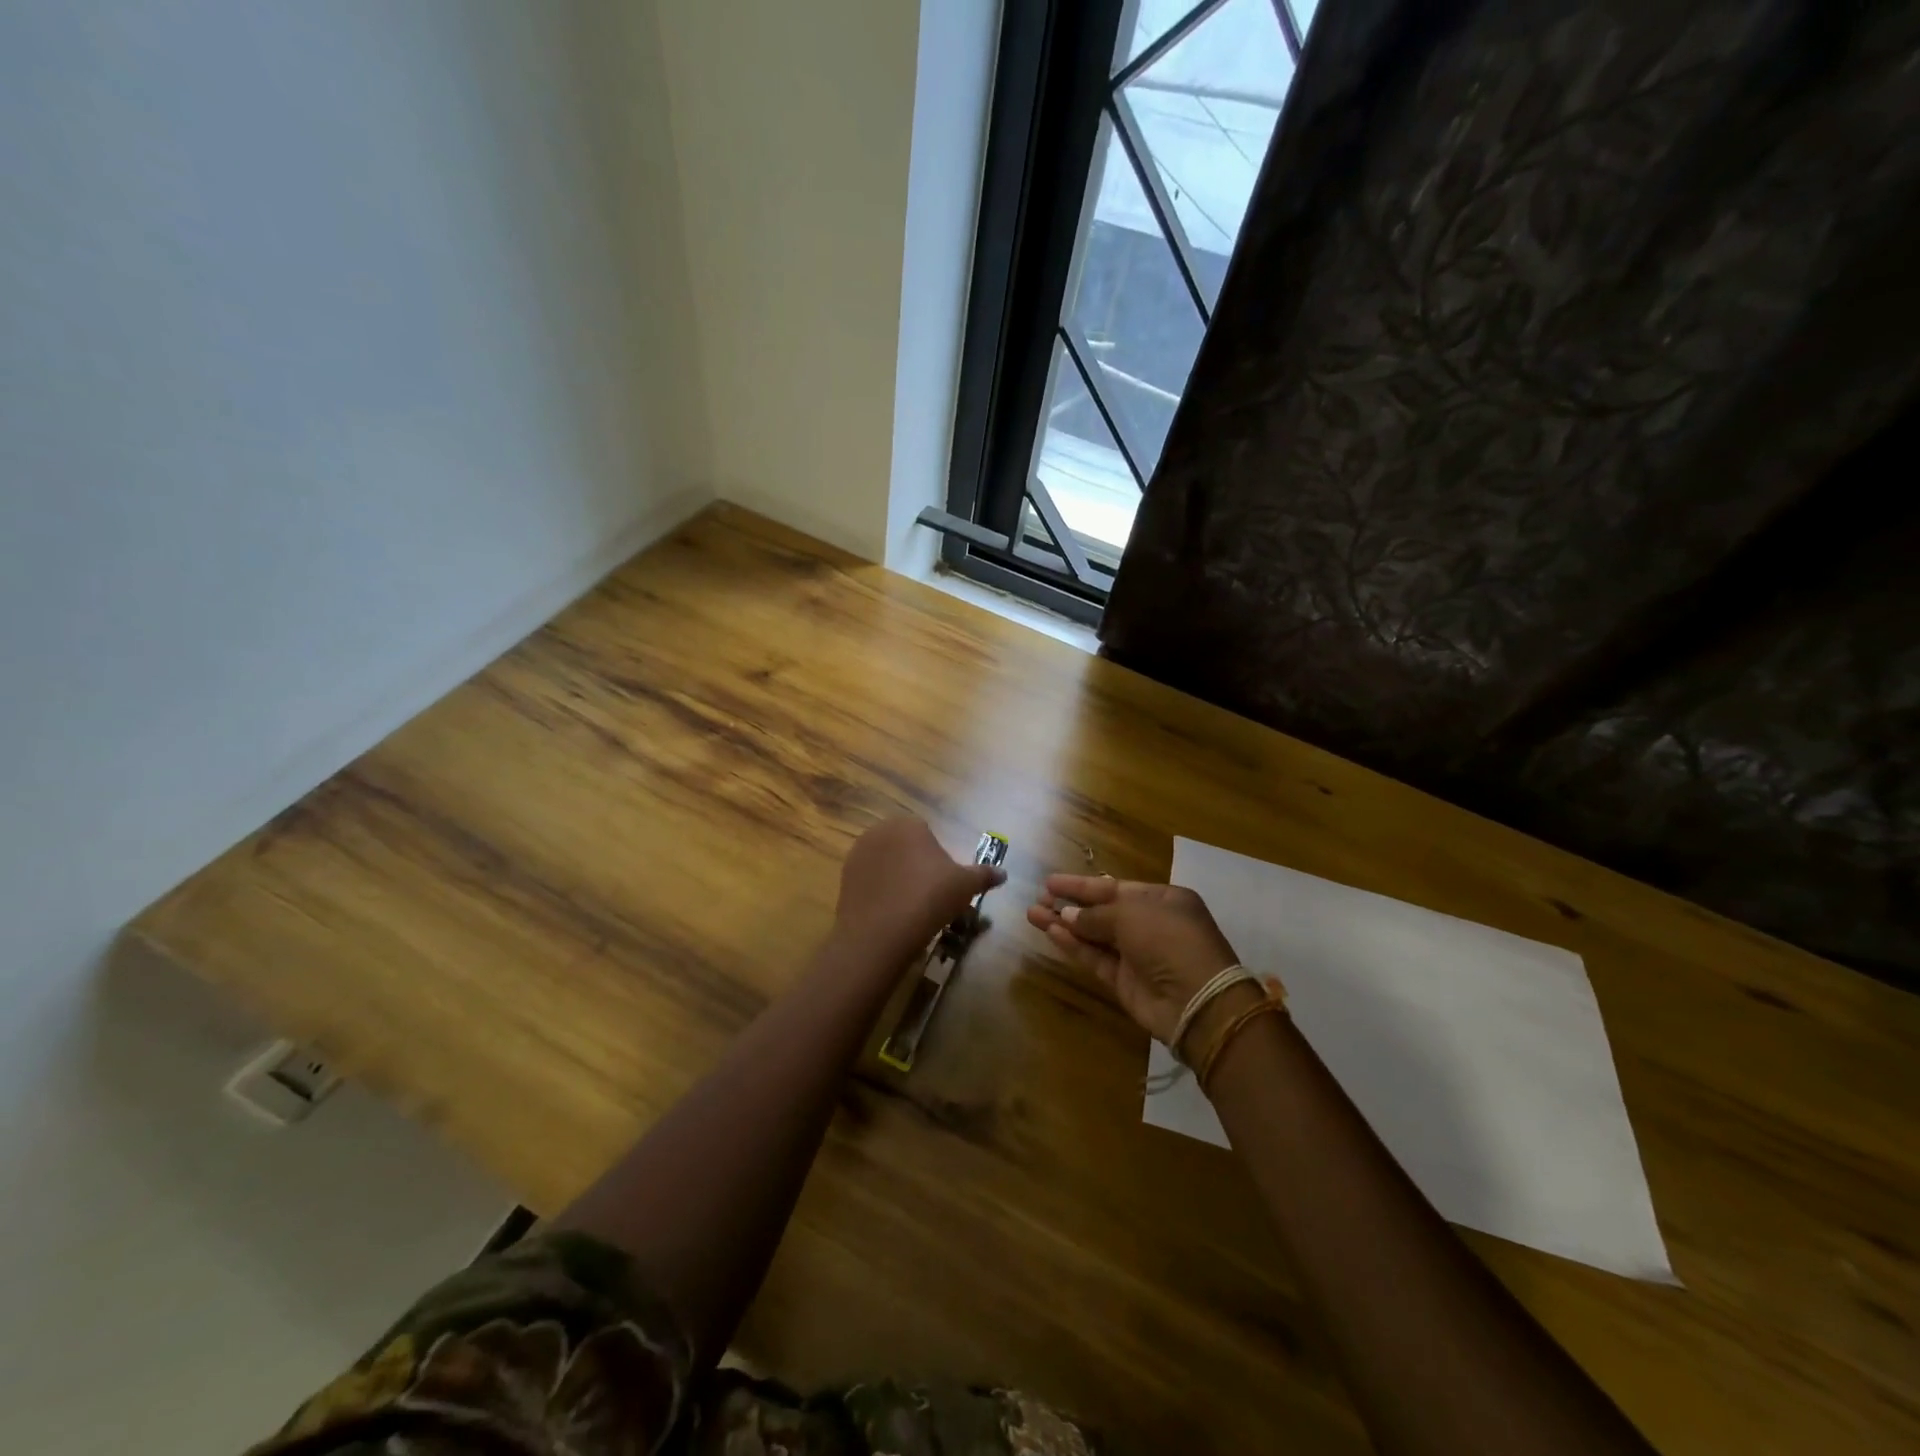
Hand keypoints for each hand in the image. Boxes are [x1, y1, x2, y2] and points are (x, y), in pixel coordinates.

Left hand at [834, 818, 1005, 965]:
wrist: (880, 933)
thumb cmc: (929, 899)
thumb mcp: (965, 886)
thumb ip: (985, 875)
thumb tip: (1004, 873)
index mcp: (909, 824)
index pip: (929, 836)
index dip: (939, 861)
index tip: (943, 886)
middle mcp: (880, 831)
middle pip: (906, 847)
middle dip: (917, 867)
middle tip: (929, 898)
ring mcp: (858, 853)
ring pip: (887, 863)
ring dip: (897, 878)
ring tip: (909, 908)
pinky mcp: (844, 876)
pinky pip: (870, 880)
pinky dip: (879, 892)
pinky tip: (889, 913)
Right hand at [1027, 875, 1241, 1043]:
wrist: (1195, 1001)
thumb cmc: (1169, 940)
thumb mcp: (1131, 914)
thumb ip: (1095, 914)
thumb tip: (1066, 915)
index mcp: (1162, 900)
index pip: (1115, 887)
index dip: (1082, 885)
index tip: (1051, 881)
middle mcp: (1150, 923)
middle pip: (1102, 910)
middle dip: (1070, 903)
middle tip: (1039, 897)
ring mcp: (1137, 954)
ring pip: (1094, 934)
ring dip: (1065, 924)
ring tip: (1032, 913)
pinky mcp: (1125, 981)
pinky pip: (1095, 957)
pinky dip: (1073, 945)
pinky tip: (1050, 932)